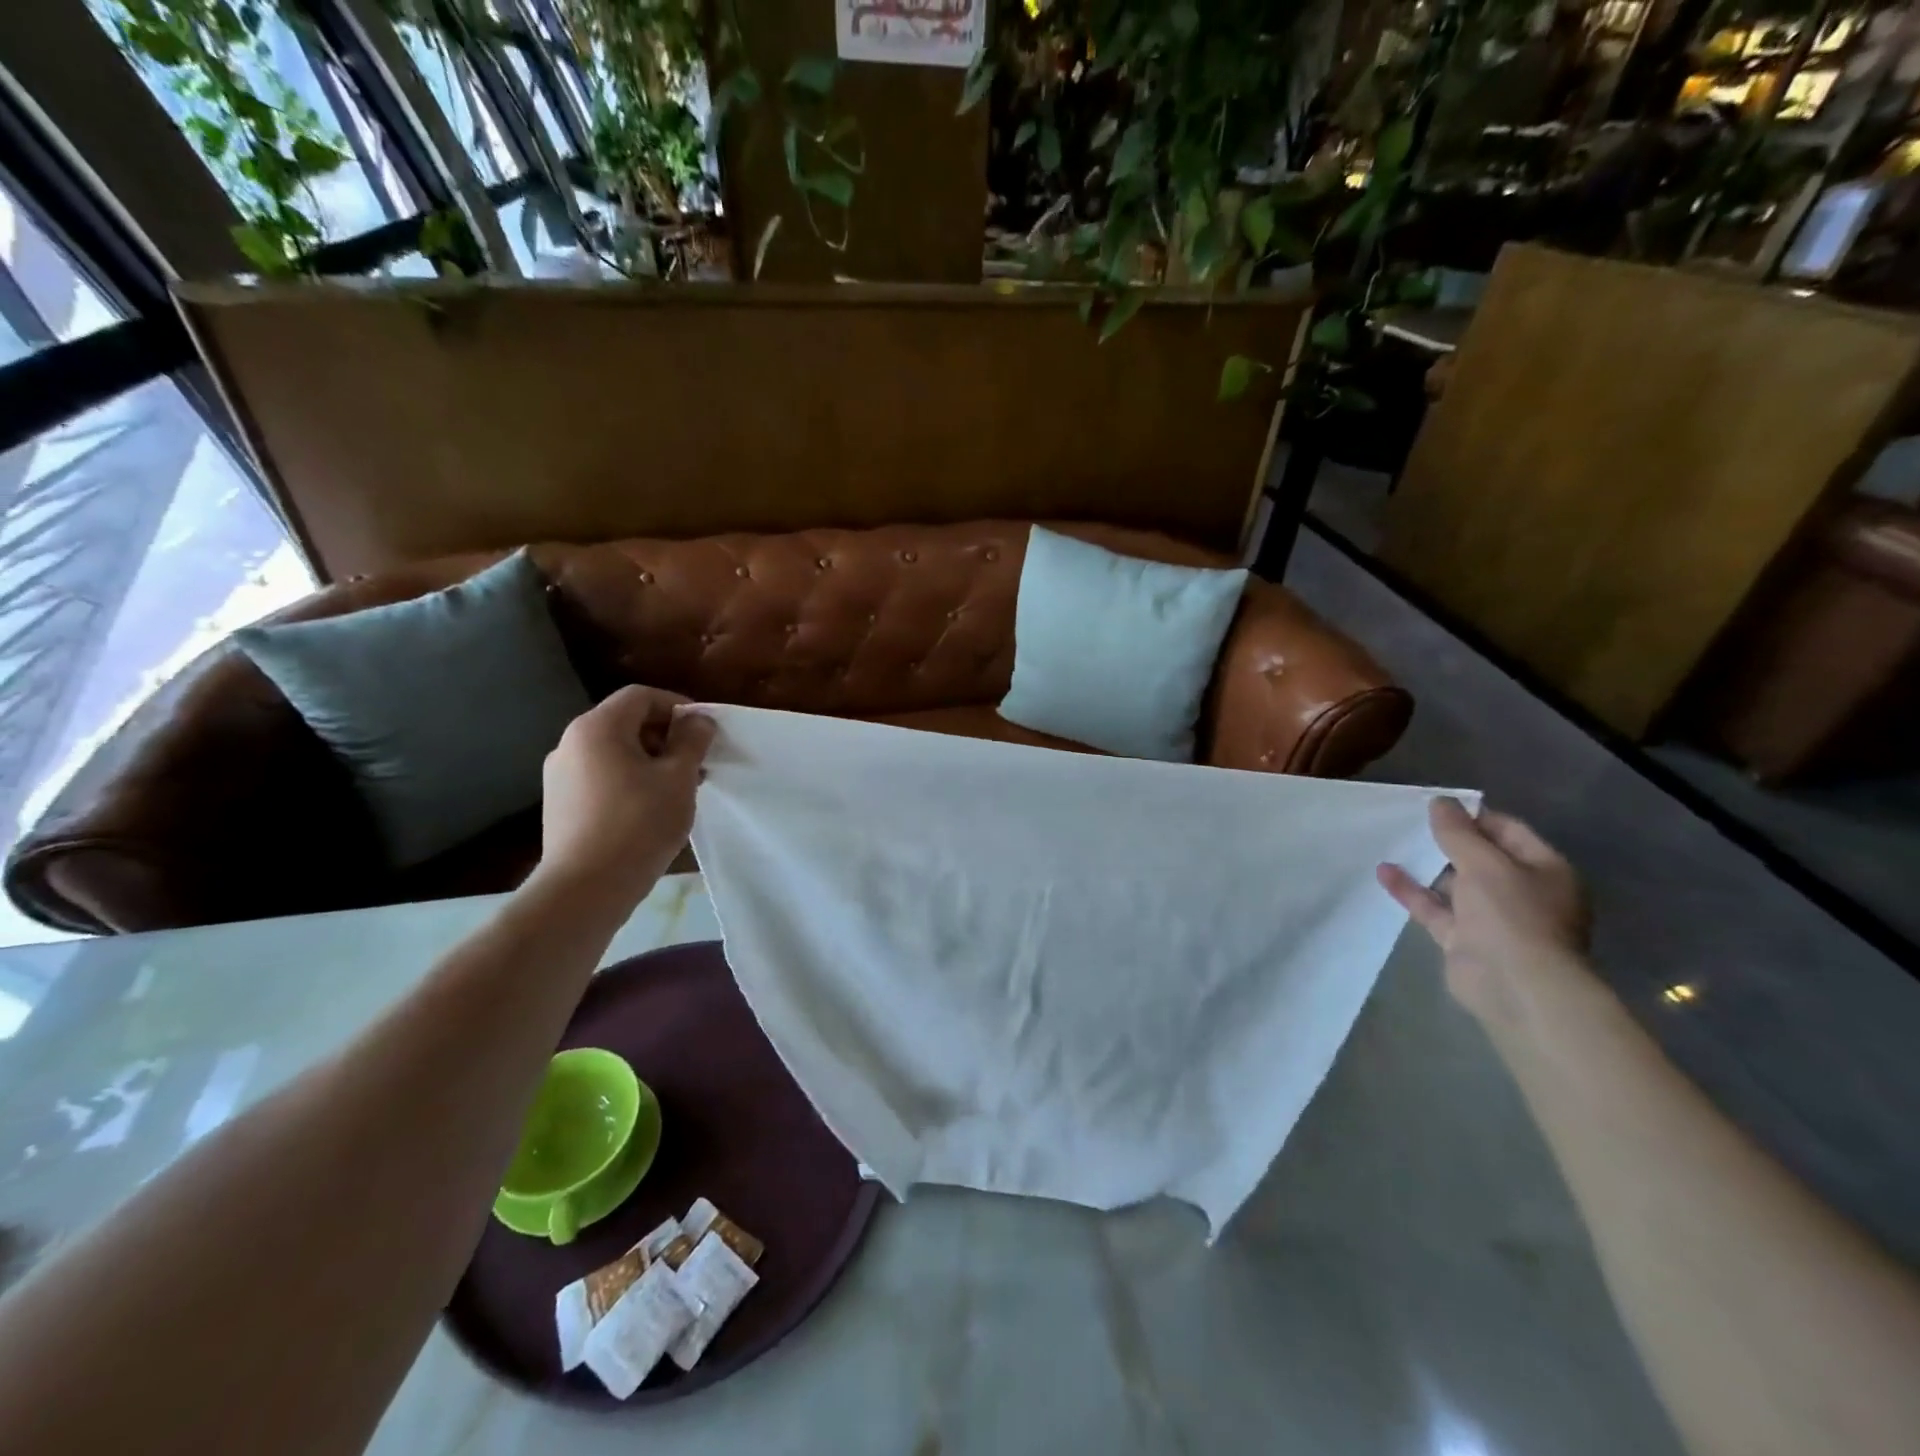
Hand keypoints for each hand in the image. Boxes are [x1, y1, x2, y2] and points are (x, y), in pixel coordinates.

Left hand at [532, 686, 716, 914]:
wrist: (585, 888)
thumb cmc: (639, 824)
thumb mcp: (678, 778)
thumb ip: (691, 742)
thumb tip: (698, 720)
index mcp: (597, 728)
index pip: (641, 697)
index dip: (678, 706)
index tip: (704, 732)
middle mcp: (570, 743)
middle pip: (626, 722)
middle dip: (666, 736)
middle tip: (697, 763)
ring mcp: (560, 775)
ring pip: (614, 752)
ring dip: (651, 761)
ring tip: (679, 789)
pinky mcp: (560, 804)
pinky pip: (601, 777)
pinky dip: (630, 781)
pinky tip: (651, 810)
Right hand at [1377, 798, 1589, 1026]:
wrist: (1515, 986)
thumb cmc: (1512, 916)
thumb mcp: (1484, 864)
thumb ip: (1458, 832)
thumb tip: (1439, 801)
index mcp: (1545, 870)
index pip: (1508, 831)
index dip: (1473, 815)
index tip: (1436, 805)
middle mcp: (1522, 892)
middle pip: (1481, 858)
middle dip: (1448, 840)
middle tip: (1411, 821)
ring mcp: (1492, 918)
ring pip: (1456, 884)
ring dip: (1428, 865)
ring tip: (1394, 842)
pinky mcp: (1463, 939)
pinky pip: (1435, 908)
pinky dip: (1412, 891)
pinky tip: (1384, 872)